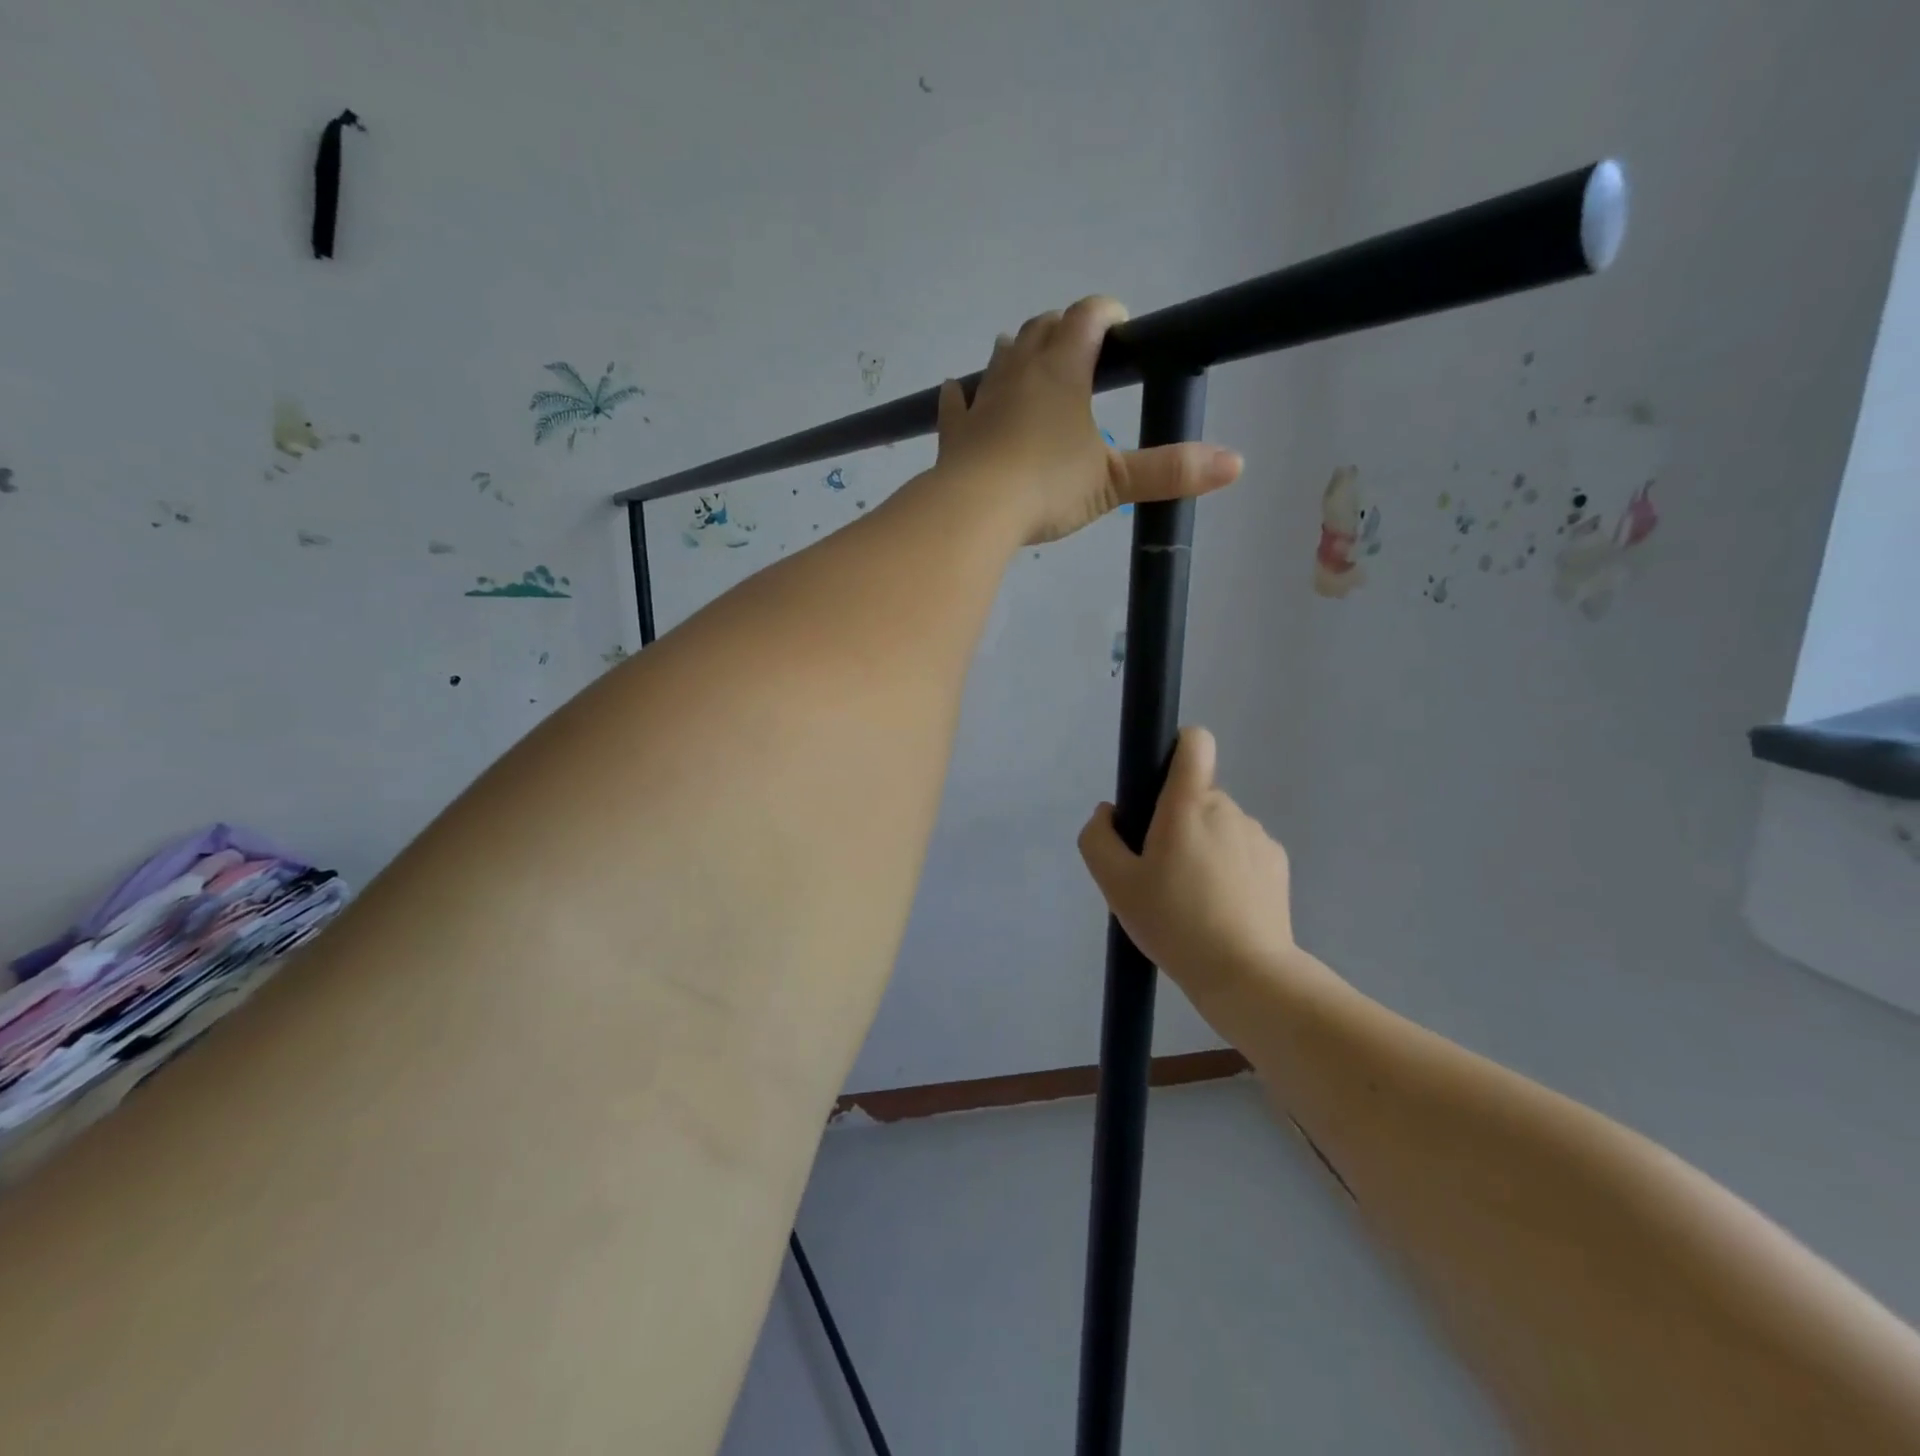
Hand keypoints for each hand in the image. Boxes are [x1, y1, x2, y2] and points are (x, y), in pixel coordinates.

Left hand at [935, 296, 1242, 544]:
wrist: (974, 512)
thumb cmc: (1047, 488)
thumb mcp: (1114, 482)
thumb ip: (1170, 470)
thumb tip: (1236, 464)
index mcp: (1062, 369)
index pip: (1088, 317)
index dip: (1107, 312)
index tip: (1122, 325)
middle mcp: (1020, 371)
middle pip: (1041, 327)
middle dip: (1063, 328)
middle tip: (1080, 346)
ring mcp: (982, 399)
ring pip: (1000, 356)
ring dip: (1017, 350)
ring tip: (1028, 357)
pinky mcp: (954, 431)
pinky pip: (954, 402)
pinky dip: (959, 395)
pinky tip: (957, 392)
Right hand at [1078, 726, 1300, 1001]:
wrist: (1246, 975)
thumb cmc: (1174, 923)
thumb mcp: (1115, 885)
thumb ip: (1099, 838)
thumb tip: (1108, 813)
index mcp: (1189, 804)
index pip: (1194, 742)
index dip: (1175, 750)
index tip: (1157, 786)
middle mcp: (1229, 808)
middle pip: (1196, 794)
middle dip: (1176, 821)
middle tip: (1159, 872)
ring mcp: (1258, 836)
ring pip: (1218, 825)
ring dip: (1202, 846)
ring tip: (1191, 898)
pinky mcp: (1278, 864)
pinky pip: (1241, 850)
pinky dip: (1227, 867)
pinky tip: (1220, 909)